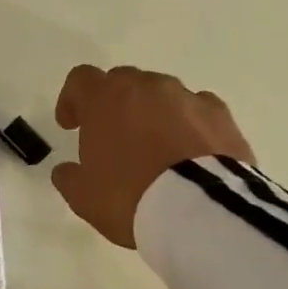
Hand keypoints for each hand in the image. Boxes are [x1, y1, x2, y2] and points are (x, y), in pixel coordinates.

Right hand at [50, 65, 254, 248]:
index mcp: (105, 99)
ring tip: (155, 147)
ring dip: (152, 112)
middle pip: (123, 81)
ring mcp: (186, 97)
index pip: (81, 79)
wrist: (201, 209)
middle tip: (112, 136)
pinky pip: (197, 108)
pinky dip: (188, 122)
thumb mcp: (84, 197)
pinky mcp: (221, 114)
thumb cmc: (130, 196)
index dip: (72, 99)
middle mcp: (145, 87)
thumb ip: (69, 177)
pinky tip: (189, 150)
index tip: (71, 125)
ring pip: (162, 93)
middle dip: (114, 103)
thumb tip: (66, 170)